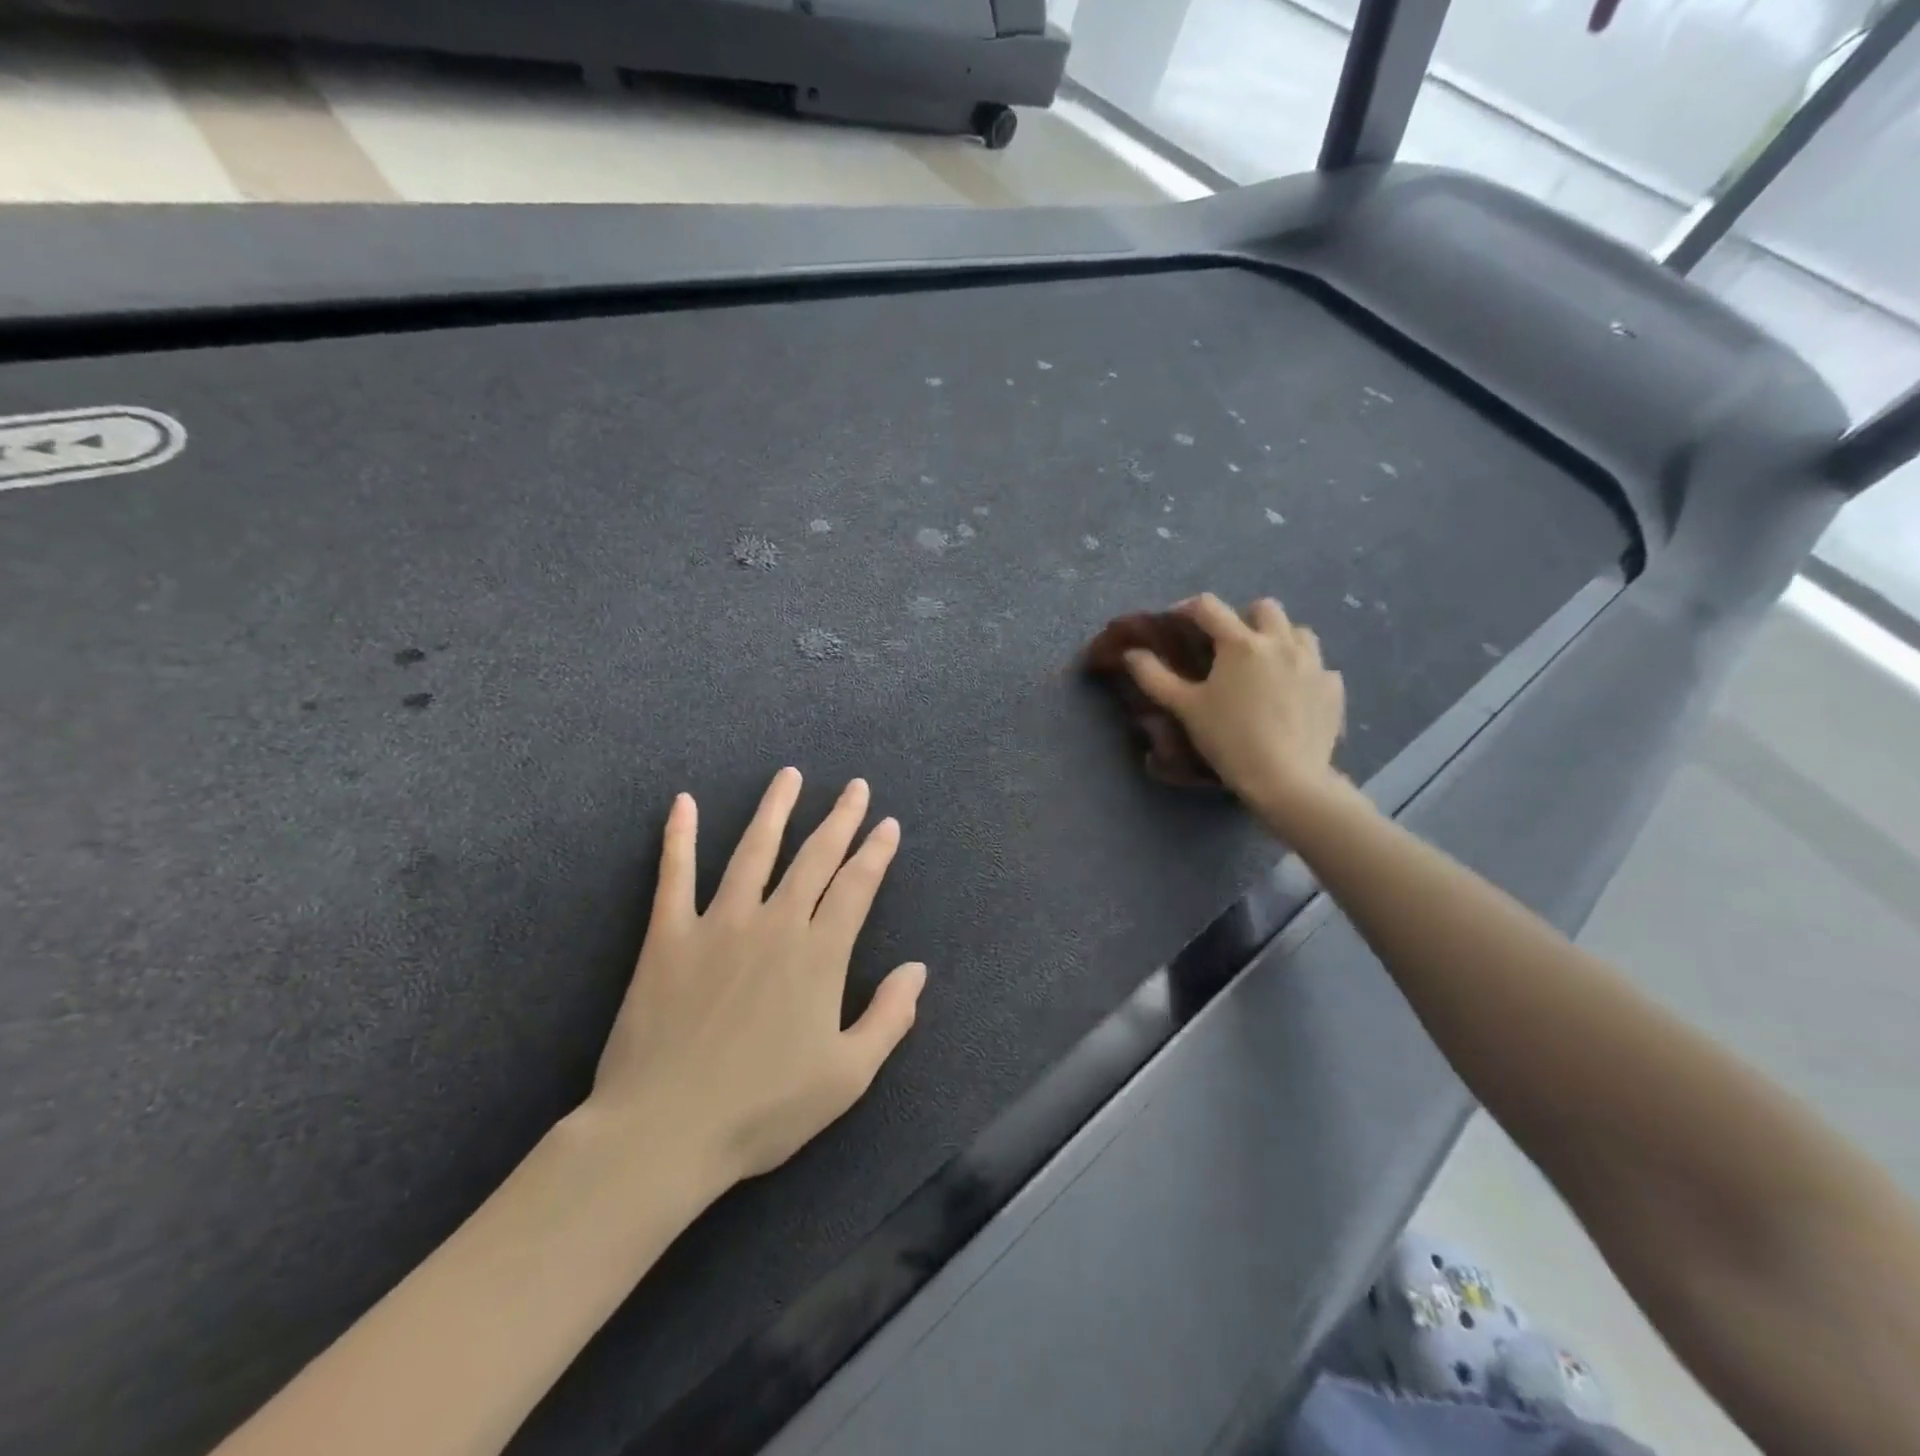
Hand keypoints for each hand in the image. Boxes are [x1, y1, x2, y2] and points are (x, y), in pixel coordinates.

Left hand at [588, 768, 925, 1189]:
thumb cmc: (763, 1110)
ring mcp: (718, 924)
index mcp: (818, 955)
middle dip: (839, 819)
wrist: (665, 1131)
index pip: (856, 888)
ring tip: (789, 776)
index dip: (875, 853)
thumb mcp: (847, 1077)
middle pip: (814, 858)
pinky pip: (674, 876)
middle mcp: (774, 924)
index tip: (887, 825)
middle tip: (855, 787)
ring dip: (775, 811)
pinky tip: (682, 802)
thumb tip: (917, 969)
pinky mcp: (668, 937)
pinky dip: (678, 837)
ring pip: (753, 852)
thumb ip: (889, 1018)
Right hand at [1124, 594, 1346, 826]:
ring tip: (1266, 664)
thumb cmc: (1229, 739)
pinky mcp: (1333, 688)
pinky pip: (1319, 667)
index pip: (1209, 607)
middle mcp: (1281, 642)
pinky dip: (1303, 671)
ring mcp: (1314, 663)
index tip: (1177, 620)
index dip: (1187, 608)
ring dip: (1280, 639)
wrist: (1286, 778)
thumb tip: (1132, 653)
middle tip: (1228, 645)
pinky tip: (1292, 692)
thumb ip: (1154, 676)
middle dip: (1243, 617)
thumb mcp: (1185, 708)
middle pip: (1264, 608)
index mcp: (1241, 643)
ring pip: (1299, 632)